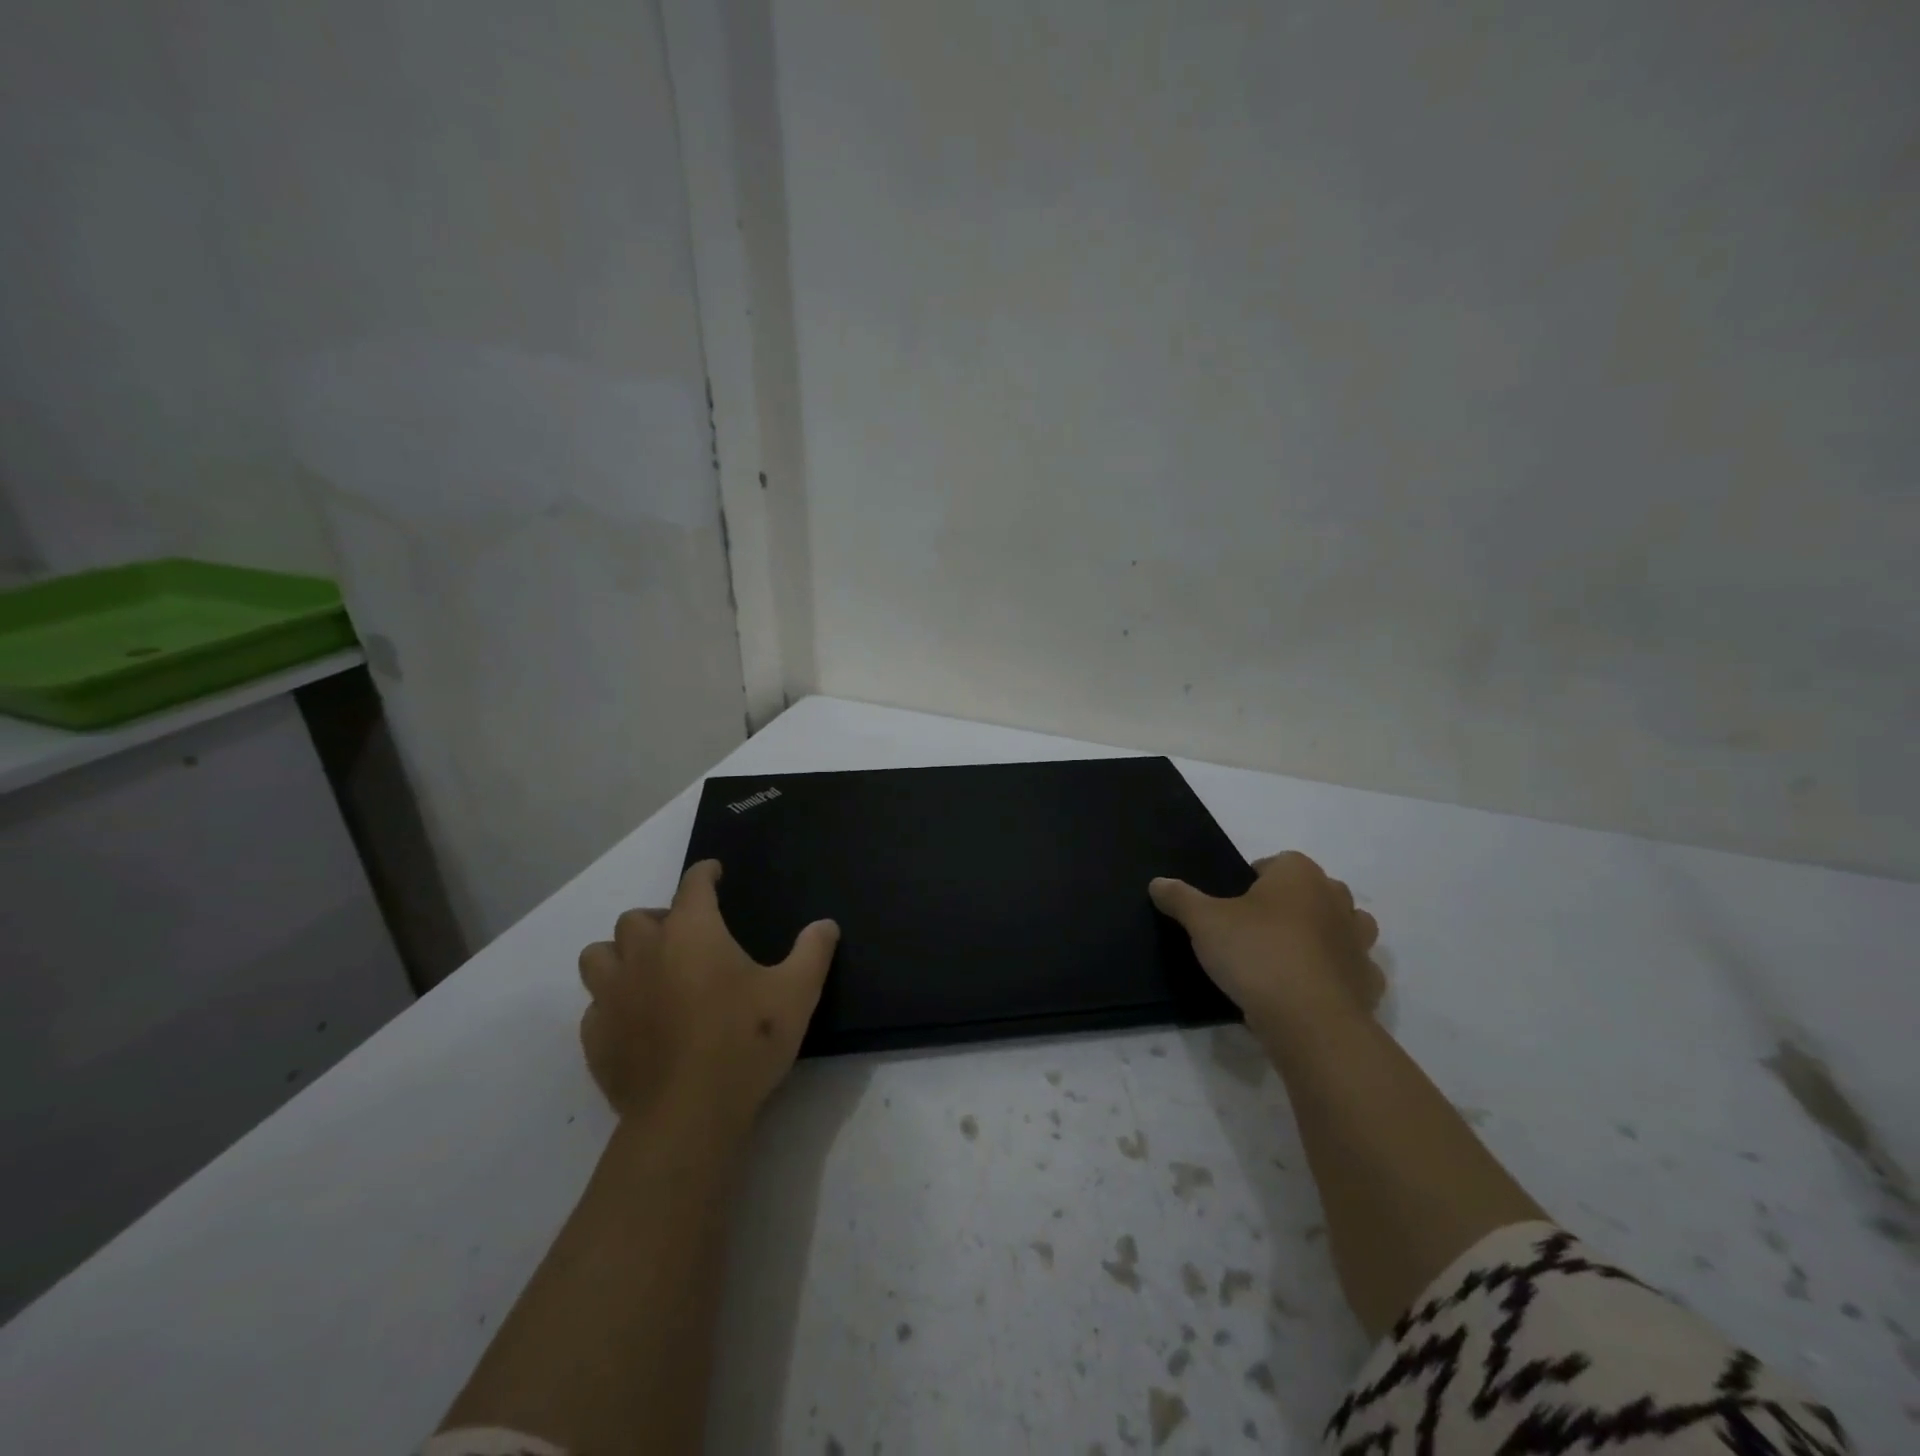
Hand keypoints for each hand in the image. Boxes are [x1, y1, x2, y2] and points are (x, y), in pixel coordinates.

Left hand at [576, 859, 838, 1135]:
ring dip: (620, 955)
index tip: (714, 873)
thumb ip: (813, 952)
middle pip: (636, 918)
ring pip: (599, 956)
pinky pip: (594, 1006)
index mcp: (692, 932)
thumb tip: (826, 925)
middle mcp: (644, 953)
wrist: (688, 1115)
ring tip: (647, 971)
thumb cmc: (746, 1041)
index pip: (693, 885)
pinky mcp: (596, 1038)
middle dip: (660, 919)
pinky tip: (635, 1021)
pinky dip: (611, 1004)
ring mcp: (612, 996)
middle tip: (685, 937)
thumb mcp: (797, 993)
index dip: (705, 874)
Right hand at [1150, 850, 1382, 1033]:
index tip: (1234, 904)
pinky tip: (1309, 989)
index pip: (1278, 862)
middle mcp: (1336, 899)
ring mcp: (1358, 941)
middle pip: (1314, 891)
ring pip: (1344, 926)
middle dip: (1291, 903)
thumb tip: (1158, 882)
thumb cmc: (1256, 954)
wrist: (1309, 1020)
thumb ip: (1180, 898)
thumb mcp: (1203, 922)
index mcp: (1299, 875)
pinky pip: (1351, 968)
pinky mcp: (1369, 981)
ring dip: (1322, 934)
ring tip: (1287, 956)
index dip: (1255, 879)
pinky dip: (1335, 974)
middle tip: (1257, 928)